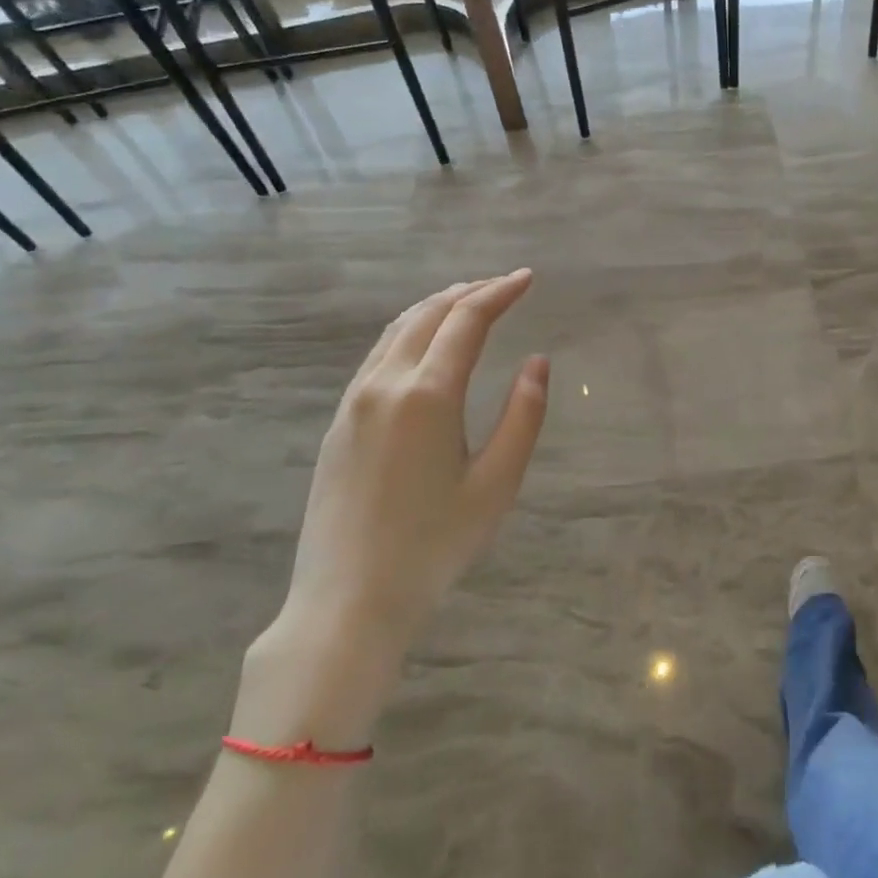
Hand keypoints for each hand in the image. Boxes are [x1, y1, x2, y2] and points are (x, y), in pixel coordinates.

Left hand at [238, 271, 548, 746]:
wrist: (348, 599)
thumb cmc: (434, 545)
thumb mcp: (496, 483)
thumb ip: (523, 416)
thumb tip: (537, 362)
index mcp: (427, 395)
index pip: (466, 320)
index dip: (499, 293)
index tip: (527, 278)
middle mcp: (385, 384)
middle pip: (428, 314)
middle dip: (469, 291)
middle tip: (504, 285)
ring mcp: (354, 401)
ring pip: (397, 331)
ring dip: (437, 307)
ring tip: (469, 301)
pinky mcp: (340, 422)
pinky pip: (379, 355)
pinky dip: (411, 332)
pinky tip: (426, 345)